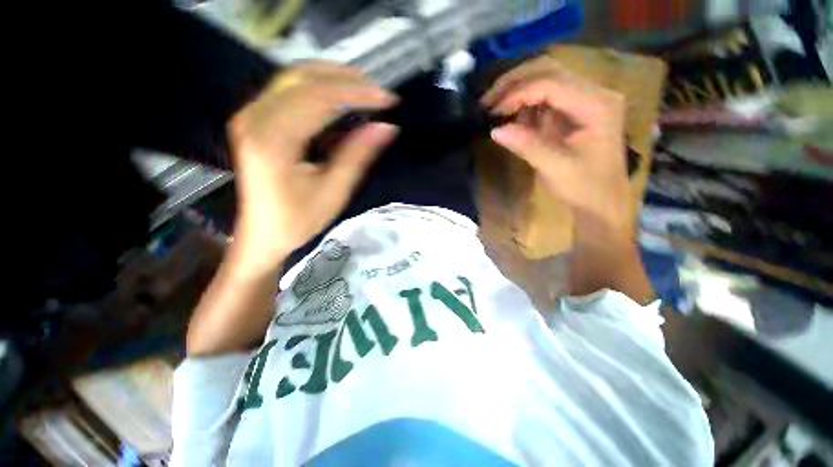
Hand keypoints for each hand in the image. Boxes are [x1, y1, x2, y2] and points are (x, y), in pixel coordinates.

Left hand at [228, 63, 397, 268]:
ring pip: (294, 78)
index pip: (320, 99)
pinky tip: (337, 95)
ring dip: (331, 78)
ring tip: (363, 88)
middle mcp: (255, 119)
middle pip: (304, 80)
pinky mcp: (253, 120)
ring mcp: (250, 116)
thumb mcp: (333, 192)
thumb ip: (358, 155)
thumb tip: (385, 128)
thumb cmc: (297, 220)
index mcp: (274, 141)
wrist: (261, 235)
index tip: (387, 99)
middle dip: (346, 80)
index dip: (357, 94)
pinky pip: (286, 90)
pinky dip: (316, 87)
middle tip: (377, 91)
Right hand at [482, 57, 631, 234]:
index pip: (552, 84)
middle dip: (514, 83)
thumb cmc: (585, 187)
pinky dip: (524, 103)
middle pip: (549, 70)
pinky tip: (509, 115)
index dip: (518, 93)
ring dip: (517, 90)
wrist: (601, 201)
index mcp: (597, 105)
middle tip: (488, 101)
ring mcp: (584, 100)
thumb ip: (527, 146)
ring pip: (546, 79)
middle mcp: (594, 93)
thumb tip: (496, 130)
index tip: (493, 111)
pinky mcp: (573, 111)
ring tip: (494, 106)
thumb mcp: (556, 168)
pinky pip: (545, 97)